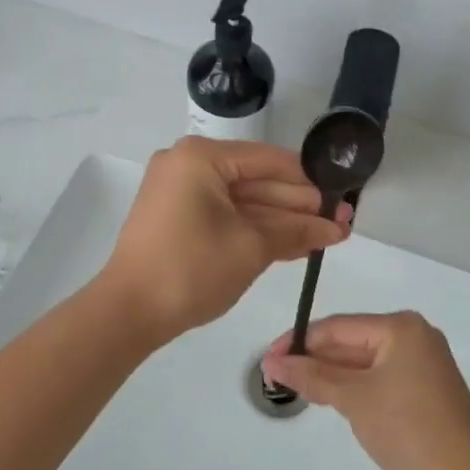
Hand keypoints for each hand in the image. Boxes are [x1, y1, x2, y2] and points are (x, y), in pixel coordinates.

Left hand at [97, 137, 348, 342]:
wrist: (128, 312)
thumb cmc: (192, 268)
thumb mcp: (251, 248)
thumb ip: (296, 231)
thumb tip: (336, 227)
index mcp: (201, 157)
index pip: (267, 160)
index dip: (308, 181)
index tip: (342, 197)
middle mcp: (187, 164)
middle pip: (255, 180)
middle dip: (298, 205)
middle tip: (341, 222)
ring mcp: (178, 190)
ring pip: (241, 201)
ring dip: (280, 220)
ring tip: (327, 236)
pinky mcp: (175, 216)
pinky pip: (223, 214)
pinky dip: (253, 228)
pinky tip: (292, 243)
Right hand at [260, 312, 469, 469]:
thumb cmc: (407, 428)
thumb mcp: (353, 399)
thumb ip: (312, 376)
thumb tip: (273, 362)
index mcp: (400, 327)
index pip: (338, 326)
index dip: (299, 341)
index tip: (269, 359)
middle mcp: (414, 335)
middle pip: (352, 341)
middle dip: (315, 359)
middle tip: (278, 376)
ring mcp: (423, 362)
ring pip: (365, 361)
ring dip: (333, 374)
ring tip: (299, 389)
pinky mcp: (427, 387)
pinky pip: (381, 376)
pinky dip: (356, 386)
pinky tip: (333, 398)